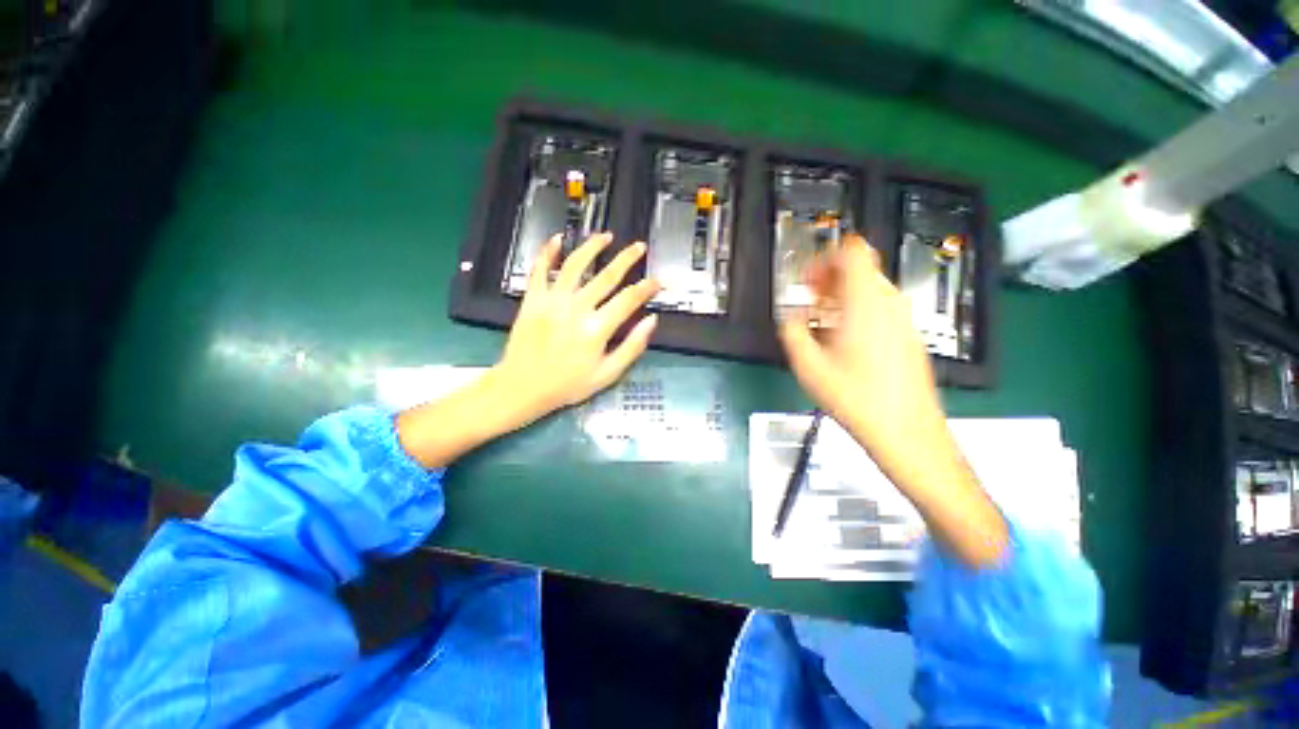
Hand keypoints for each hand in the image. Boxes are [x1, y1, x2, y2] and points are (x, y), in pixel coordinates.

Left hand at [398, 233, 659, 469]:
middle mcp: (577, 308)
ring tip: (606, 236)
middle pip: (607, 275)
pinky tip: (558, 238)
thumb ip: (632, 347)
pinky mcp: (533, 299)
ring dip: (592, 247)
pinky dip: (547, 251)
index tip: (658, 280)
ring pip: (575, 265)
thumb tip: (651, 320)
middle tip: (639, 246)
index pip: (629, 299)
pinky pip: (540, 269)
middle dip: (627, 259)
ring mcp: (552, 300)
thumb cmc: (568, 384)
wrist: (522, 387)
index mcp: (597, 328)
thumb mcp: (607, 374)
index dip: (647, 287)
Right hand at [778, 235, 1006, 567]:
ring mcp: (903, 320)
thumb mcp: (808, 366)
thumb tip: (792, 319)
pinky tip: (841, 342)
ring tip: (819, 323)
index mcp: (865, 303)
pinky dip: (857, 312)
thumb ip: (793, 332)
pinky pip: (880, 309)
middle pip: (861, 269)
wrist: (906, 432)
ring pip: (870, 290)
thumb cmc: (856, 398)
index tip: (807, 281)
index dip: (825, 258)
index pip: (853, 252)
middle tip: (808, 302)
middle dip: (829, 280)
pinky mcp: (908, 336)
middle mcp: (890, 304)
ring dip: (841, 297)